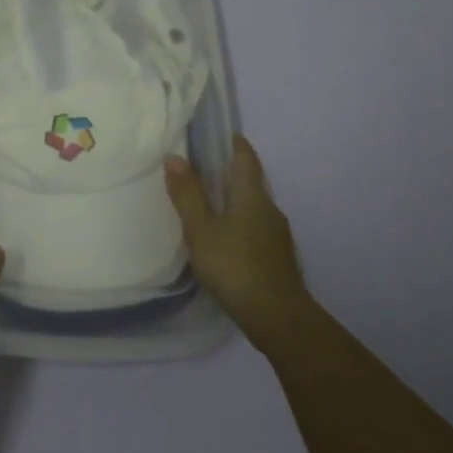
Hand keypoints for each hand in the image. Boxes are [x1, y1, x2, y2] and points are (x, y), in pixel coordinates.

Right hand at [165, 135, 315, 352]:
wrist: (278, 318)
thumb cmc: (235, 267)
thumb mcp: (201, 230)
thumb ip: (188, 195)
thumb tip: (174, 156)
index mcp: (252, 195)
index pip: (245, 157)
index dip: (233, 143)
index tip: (216, 134)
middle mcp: (270, 208)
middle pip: (250, 181)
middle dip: (228, 172)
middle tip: (199, 169)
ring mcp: (277, 234)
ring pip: (253, 206)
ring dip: (233, 199)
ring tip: (207, 204)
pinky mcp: (277, 256)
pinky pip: (256, 227)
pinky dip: (239, 222)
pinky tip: (224, 238)